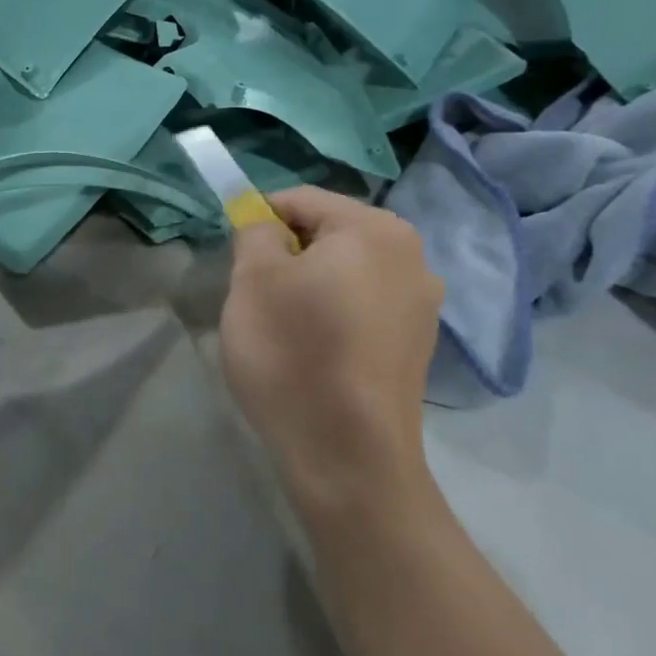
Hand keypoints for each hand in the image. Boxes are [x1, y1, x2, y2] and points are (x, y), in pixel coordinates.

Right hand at [220, 189, 443, 524]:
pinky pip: (362, 308)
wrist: (348, 455)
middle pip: (327, 234)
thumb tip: (263, 222)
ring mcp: (421, 305)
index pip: (301, 200)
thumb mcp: (253, 280)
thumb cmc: (294, 353)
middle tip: (254, 296)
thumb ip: (254, 232)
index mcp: (374, 230)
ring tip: (282, 328)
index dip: (257, 219)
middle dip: (285, 255)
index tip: (233, 257)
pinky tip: (312, 353)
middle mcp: (412, 256)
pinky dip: (331, 315)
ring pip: (344, 273)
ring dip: (307, 286)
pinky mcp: (416, 345)